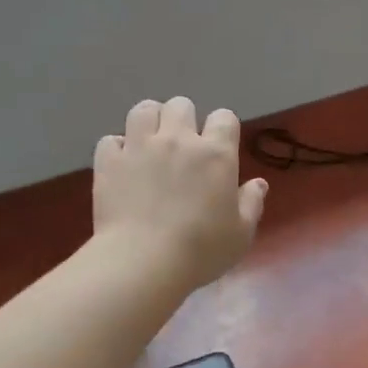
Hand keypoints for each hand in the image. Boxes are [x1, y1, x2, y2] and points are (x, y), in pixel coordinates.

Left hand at [93, 97, 267, 291]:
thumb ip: (252, 204)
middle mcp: (178, 140)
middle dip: (184, 120)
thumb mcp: (240, 234)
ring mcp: (139, 146)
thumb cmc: (200, 251)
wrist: (143, 262)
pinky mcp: (109, 161)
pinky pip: (111, 139)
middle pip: (181, 105)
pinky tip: (123, 165)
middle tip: (183, 146)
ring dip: (150, 122)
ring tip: (150, 143)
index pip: (224, 117)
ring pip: (144, 109)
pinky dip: (117, 148)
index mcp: (216, 154)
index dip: (223, 128)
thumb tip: (259, 184)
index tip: (220, 148)